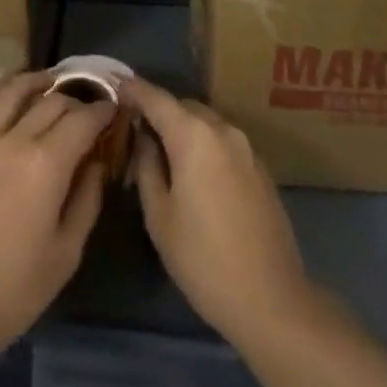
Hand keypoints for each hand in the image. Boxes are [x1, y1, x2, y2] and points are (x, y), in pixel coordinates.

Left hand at [0, 71, 113, 354]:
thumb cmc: (14, 289)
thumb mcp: (67, 252)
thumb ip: (87, 198)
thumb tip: (95, 161)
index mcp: (46, 164)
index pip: (82, 120)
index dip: (102, 111)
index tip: (113, 111)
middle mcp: (13, 139)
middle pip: (51, 101)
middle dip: (75, 100)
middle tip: (86, 108)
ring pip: (11, 91)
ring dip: (35, 81)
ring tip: (50, 81)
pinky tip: (5, 87)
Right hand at [125, 76, 312, 342]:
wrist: (272, 300)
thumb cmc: (203, 259)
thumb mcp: (160, 216)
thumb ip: (147, 166)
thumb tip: (144, 138)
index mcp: (194, 135)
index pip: (156, 98)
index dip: (133, 89)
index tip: (114, 86)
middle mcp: (222, 130)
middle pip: (183, 106)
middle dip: (159, 111)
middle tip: (136, 130)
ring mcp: (246, 148)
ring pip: (205, 123)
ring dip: (183, 129)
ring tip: (163, 153)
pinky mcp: (261, 168)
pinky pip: (224, 142)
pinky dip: (204, 145)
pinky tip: (195, 174)